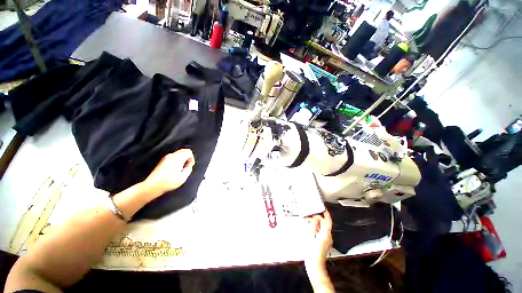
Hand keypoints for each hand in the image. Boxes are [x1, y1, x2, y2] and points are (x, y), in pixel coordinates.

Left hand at [142, 149, 195, 196]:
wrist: (152, 186)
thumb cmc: (167, 182)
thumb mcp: (183, 177)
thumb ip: (189, 168)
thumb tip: (190, 165)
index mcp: (177, 158)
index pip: (188, 151)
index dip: (191, 158)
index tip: (190, 164)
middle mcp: (171, 156)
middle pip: (183, 151)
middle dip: (187, 158)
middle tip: (186, 166)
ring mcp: (165, 158)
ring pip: (178, 154)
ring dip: (181, 159)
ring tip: (180, 169)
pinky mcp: (162, 161)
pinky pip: (173, 157)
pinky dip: (176, 161)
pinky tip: (174, 170)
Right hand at [304, 210, 332, 267]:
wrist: (314, 265)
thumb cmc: (311, 251)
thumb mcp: (310, 235)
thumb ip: (313, 224)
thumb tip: (315, 218)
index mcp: (326, 234)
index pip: (328, 220)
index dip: (326, 213)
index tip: (323, 208)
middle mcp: (328, 236)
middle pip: (325, 224)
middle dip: (318, 219)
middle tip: (311, 216)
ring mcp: (327, 240)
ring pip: (323, 228)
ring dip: (317, 224)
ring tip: (309, 223)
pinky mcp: (325, 243)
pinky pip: (322, 232)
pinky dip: (317, 229)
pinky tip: (311, 230)